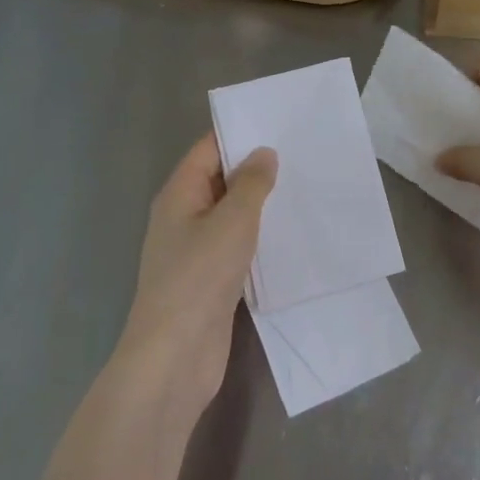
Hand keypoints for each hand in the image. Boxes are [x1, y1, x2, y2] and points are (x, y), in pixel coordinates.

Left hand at [116, 133, 276, 420]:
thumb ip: (251, 184)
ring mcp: (196, 250)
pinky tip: (291, 232)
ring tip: (304, 186)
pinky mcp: (211, 279)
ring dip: (261, 203)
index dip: (240, 133)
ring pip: (231, 214)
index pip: (208, 149)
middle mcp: (184, 216)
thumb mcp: (232, 221)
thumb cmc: (199, 277)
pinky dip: (260, 236)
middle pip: (220, 179)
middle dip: (256, 168)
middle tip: (301, 153)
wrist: (176, 356)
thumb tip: (263, 153)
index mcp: (179, 194)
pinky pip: (237, 245)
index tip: (279, 123)